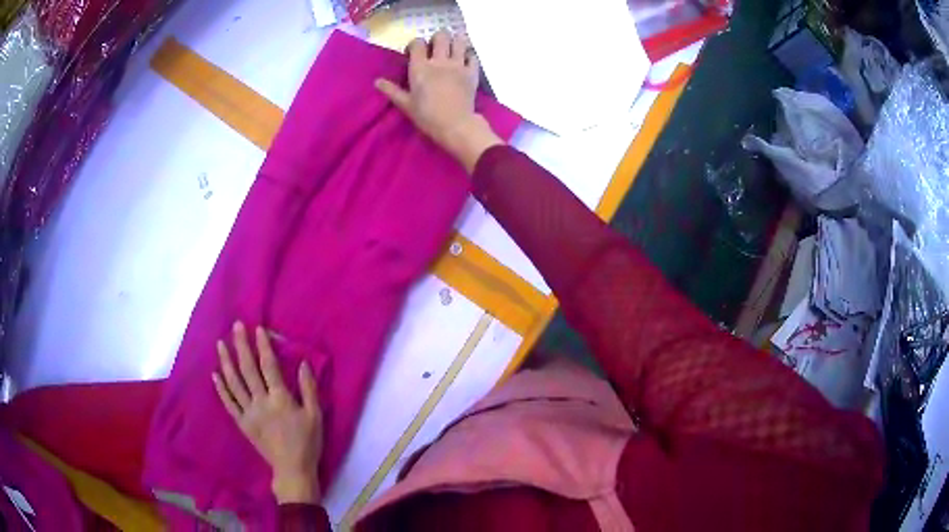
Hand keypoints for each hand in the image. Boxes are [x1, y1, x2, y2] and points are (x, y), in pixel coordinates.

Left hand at [212, 322, 323, 503]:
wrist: (292, 469)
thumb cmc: (307, 442)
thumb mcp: (315, 415)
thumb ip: (309, 389)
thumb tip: (303, 363)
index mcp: (280, 399)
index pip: (269, 366)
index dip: (262, 346)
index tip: (257, 328)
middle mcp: (261, 402)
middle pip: (248, 369)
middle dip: (241, 345)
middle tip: (236, 326)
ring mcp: (249, 413)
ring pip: (234, 383)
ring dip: (226, 362)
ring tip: (220, 344)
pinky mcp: (243, 423)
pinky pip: (229, 403)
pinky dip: (221, 388)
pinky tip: (215, 375)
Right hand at [375, 30, 502, 172]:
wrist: (455, 125)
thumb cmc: (427, 116)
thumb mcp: (406, 104)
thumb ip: (392, 90)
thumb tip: (377, 82)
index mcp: (420, 67)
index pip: (417, 43)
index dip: (415, 44)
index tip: (413, 53)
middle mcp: (440, 61)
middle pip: (441, 36)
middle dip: (437, 38)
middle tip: (435, 49)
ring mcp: (458, 65)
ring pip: (459, 41)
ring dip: (455, 42)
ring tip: (452, 50)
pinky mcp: (472, 72)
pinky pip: (473, 55)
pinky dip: (469, 55)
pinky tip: (465, 61)